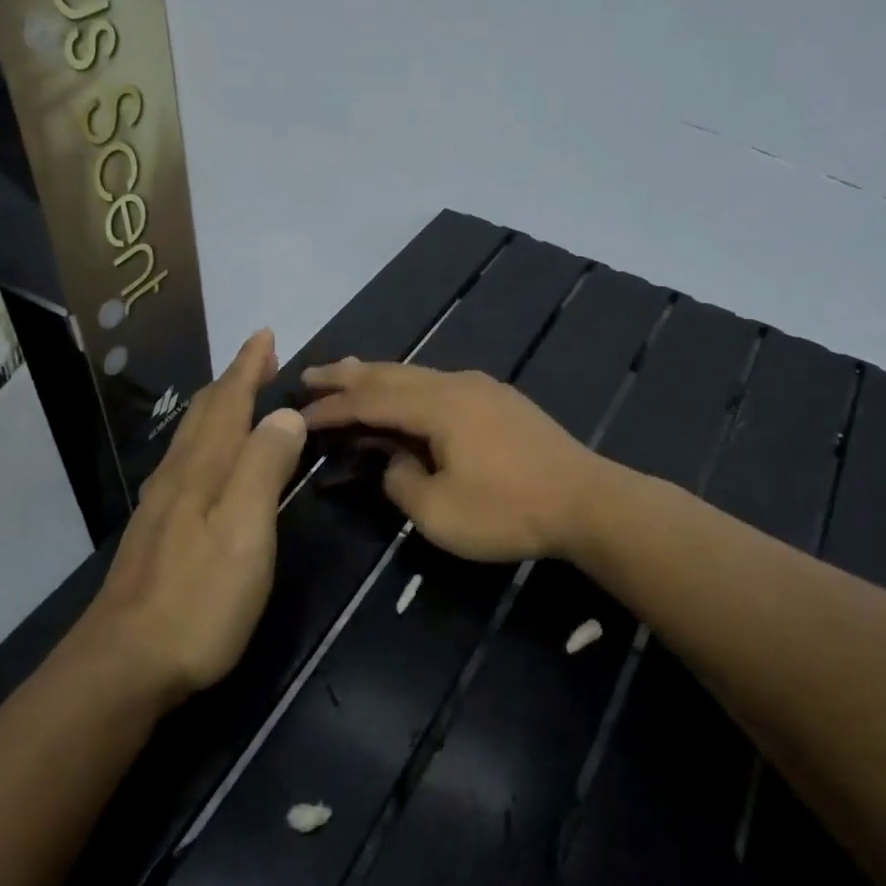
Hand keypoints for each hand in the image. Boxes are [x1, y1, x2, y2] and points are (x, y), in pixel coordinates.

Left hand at [79, 330, 306, 702]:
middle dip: (233, 380)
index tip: (265, 335)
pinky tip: (205, 460)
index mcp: (203, 470)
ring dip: (217, 408)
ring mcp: (161, 507)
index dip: (248, 367)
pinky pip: (184, 465)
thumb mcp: (245, 530)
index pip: (229, 403)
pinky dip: (205, 443)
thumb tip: (284, 414)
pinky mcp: (156, 535)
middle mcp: (178, 477)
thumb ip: (264, 467)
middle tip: (258, 358)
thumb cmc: (198, 599)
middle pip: (204, 414)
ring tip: (237, 396)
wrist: (124, 665)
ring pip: (190, 439)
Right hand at [299, 360, 599, 562]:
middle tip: (310, 376)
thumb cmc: (509, 510)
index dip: (332, 409)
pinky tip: (407, 393)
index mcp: (437, 406)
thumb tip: (395, 462)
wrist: (587, 501)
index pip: (369, 401)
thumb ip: (402, 482)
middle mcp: (456, 384)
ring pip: (418, 374)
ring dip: (379, 376)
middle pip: (390, 373)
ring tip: (349, 373)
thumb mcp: (439, 512)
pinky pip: (440, 384)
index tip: (299, 415)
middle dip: (347, 376)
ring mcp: (483, 389)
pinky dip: (410, 386)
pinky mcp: (502, 402)